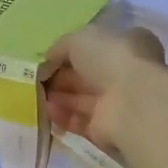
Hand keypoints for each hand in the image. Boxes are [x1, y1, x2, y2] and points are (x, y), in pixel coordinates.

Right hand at [39, 25, 166, 152]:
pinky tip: (47, 111)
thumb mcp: (79, 39)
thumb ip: (60, 48)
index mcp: (128, 44)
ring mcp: (117, 102)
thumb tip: (46, 64)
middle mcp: (125, 73)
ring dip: (58, 97)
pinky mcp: (107, 128)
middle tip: (36, 79)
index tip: (47, 59)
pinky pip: (80, 121)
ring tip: (36, 96)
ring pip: (81, 99)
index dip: (70, 53)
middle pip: (86, 75)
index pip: (96, 48)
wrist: (131, 102)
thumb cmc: (110, 58)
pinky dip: (62, 116)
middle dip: (60, 77)